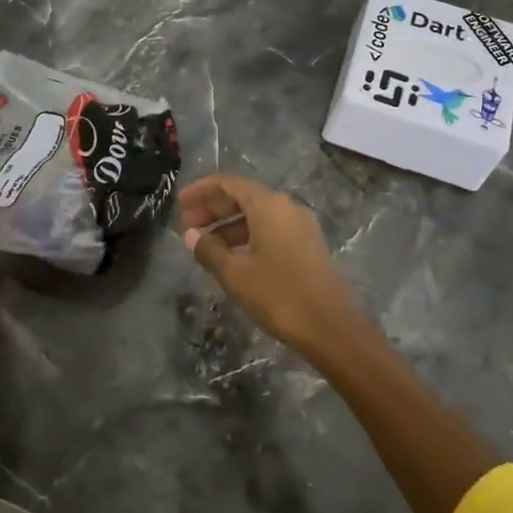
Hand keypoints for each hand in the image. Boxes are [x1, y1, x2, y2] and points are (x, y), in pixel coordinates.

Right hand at [178, 174, 366, 356]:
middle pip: (243, 197)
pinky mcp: (308, 247)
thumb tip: (191, 235)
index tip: (179, 204)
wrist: (333, 328)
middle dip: (213, 209)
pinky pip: (271, 230)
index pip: (228, 184)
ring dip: (228, 226)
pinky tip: (233, 258)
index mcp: (269, 205)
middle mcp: (287, 208)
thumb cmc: (279, 295)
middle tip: (187, 225)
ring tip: (205, 246)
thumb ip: (209, 251)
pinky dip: (247, 237)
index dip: (201, 191)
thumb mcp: (236, 274)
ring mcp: (301, 227)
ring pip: (257, 215)